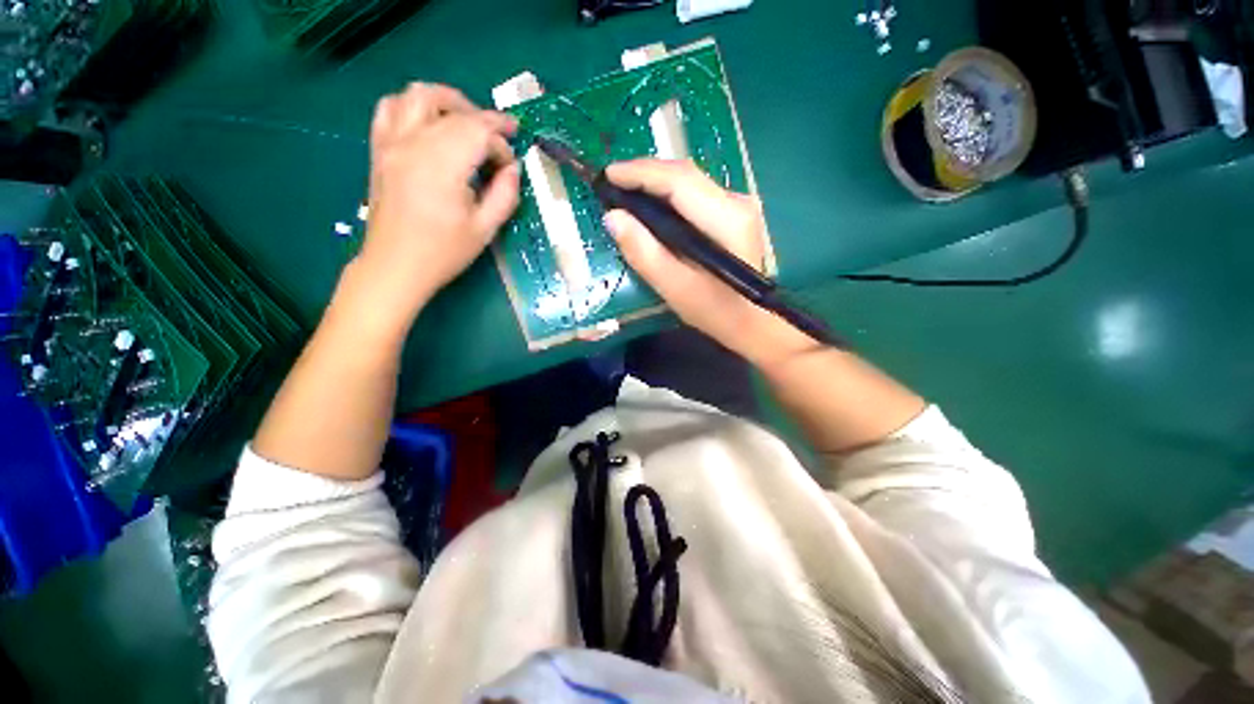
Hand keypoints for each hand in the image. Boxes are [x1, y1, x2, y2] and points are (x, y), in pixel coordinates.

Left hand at [349, 83, 520, 337]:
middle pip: (453, 110)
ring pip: (418, 95)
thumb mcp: (485, 229)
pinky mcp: (380, 149)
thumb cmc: (443, 253)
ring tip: (467, 122)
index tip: (511, 166)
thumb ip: (505, 195)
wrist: (395, 266)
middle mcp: (414, 143)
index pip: (479, 132)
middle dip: (483, 119)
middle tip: (500, 138)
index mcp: (443, 165)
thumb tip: (513, 170)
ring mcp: (392, 143)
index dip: (501, 144)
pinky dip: (414, 106)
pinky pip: (391, 107)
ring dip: (449, 101)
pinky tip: (429, 124)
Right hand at [603, 159, 813, 367]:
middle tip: (612, 183)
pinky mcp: (734, 214)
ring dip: (656, 182)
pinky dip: (669, 195)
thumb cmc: (713, 310)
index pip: (678, 180)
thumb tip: (613, 217)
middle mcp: (736, 202)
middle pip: (684, 174)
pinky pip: (695, 194)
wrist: (751, 322)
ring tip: (625, 191)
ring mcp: (738, 206)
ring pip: (689, 181)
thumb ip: (643, 252)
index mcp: (725, 219)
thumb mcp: (673, 287)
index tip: (608, 174)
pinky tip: (652, 205)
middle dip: (645, 174)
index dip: (640, 173)